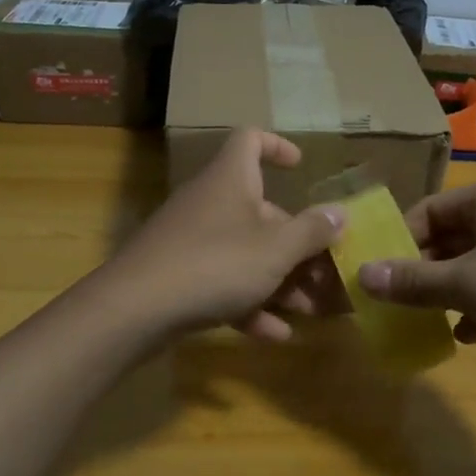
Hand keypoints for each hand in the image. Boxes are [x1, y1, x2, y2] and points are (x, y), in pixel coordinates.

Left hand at [110, 129, 345, 341]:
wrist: (136, 308)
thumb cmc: (216, 263)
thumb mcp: (276, 249)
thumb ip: (312, 231)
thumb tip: (340, 212)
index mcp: (231, 180)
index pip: (250, 140)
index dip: (277, 146)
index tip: (300, 168)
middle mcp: (210, 202)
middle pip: (260, 210)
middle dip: (296, 243)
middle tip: (325, 272)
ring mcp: (191, 240)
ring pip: (244, 253)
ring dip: (279, 280)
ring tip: (309, 311)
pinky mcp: (178, 276)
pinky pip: (222, 283)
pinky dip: (249, 304)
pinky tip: (275, 335)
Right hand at [355, 181, 475, 393]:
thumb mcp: (467, 285)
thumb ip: (412, 281)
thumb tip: (361, 275)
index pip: (428, 210)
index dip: (399, 240)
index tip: (376, 274)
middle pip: (448, 239)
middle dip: (420, 272)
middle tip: (392, 302)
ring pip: (469, 267)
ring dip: (445, 293)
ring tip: (421, 320)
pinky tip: (466, 336)